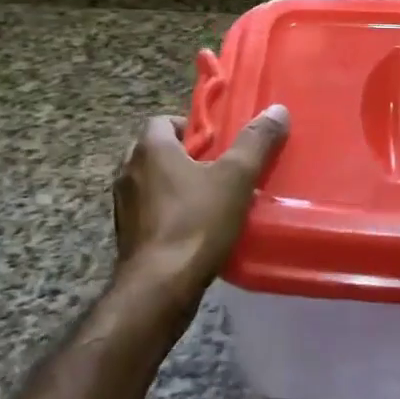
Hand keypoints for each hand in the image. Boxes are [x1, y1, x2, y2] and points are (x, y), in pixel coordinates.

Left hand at [111, 106, 288, 318]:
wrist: (159, 288)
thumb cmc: (196, 223)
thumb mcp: (236, 178)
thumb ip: (256, 142)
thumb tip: (277, 110)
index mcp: (149, 149)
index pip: (162, 121)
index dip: (190, 127)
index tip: (217, 143)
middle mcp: (128, 171)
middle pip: (156, 151)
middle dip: (184, 156)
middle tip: (217, 168)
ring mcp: (123, 205)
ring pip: (151, 182)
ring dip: (174, 185)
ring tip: (209, 199)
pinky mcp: (126, 235)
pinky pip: (148, 211)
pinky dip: (167, 212)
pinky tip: (194, 228)